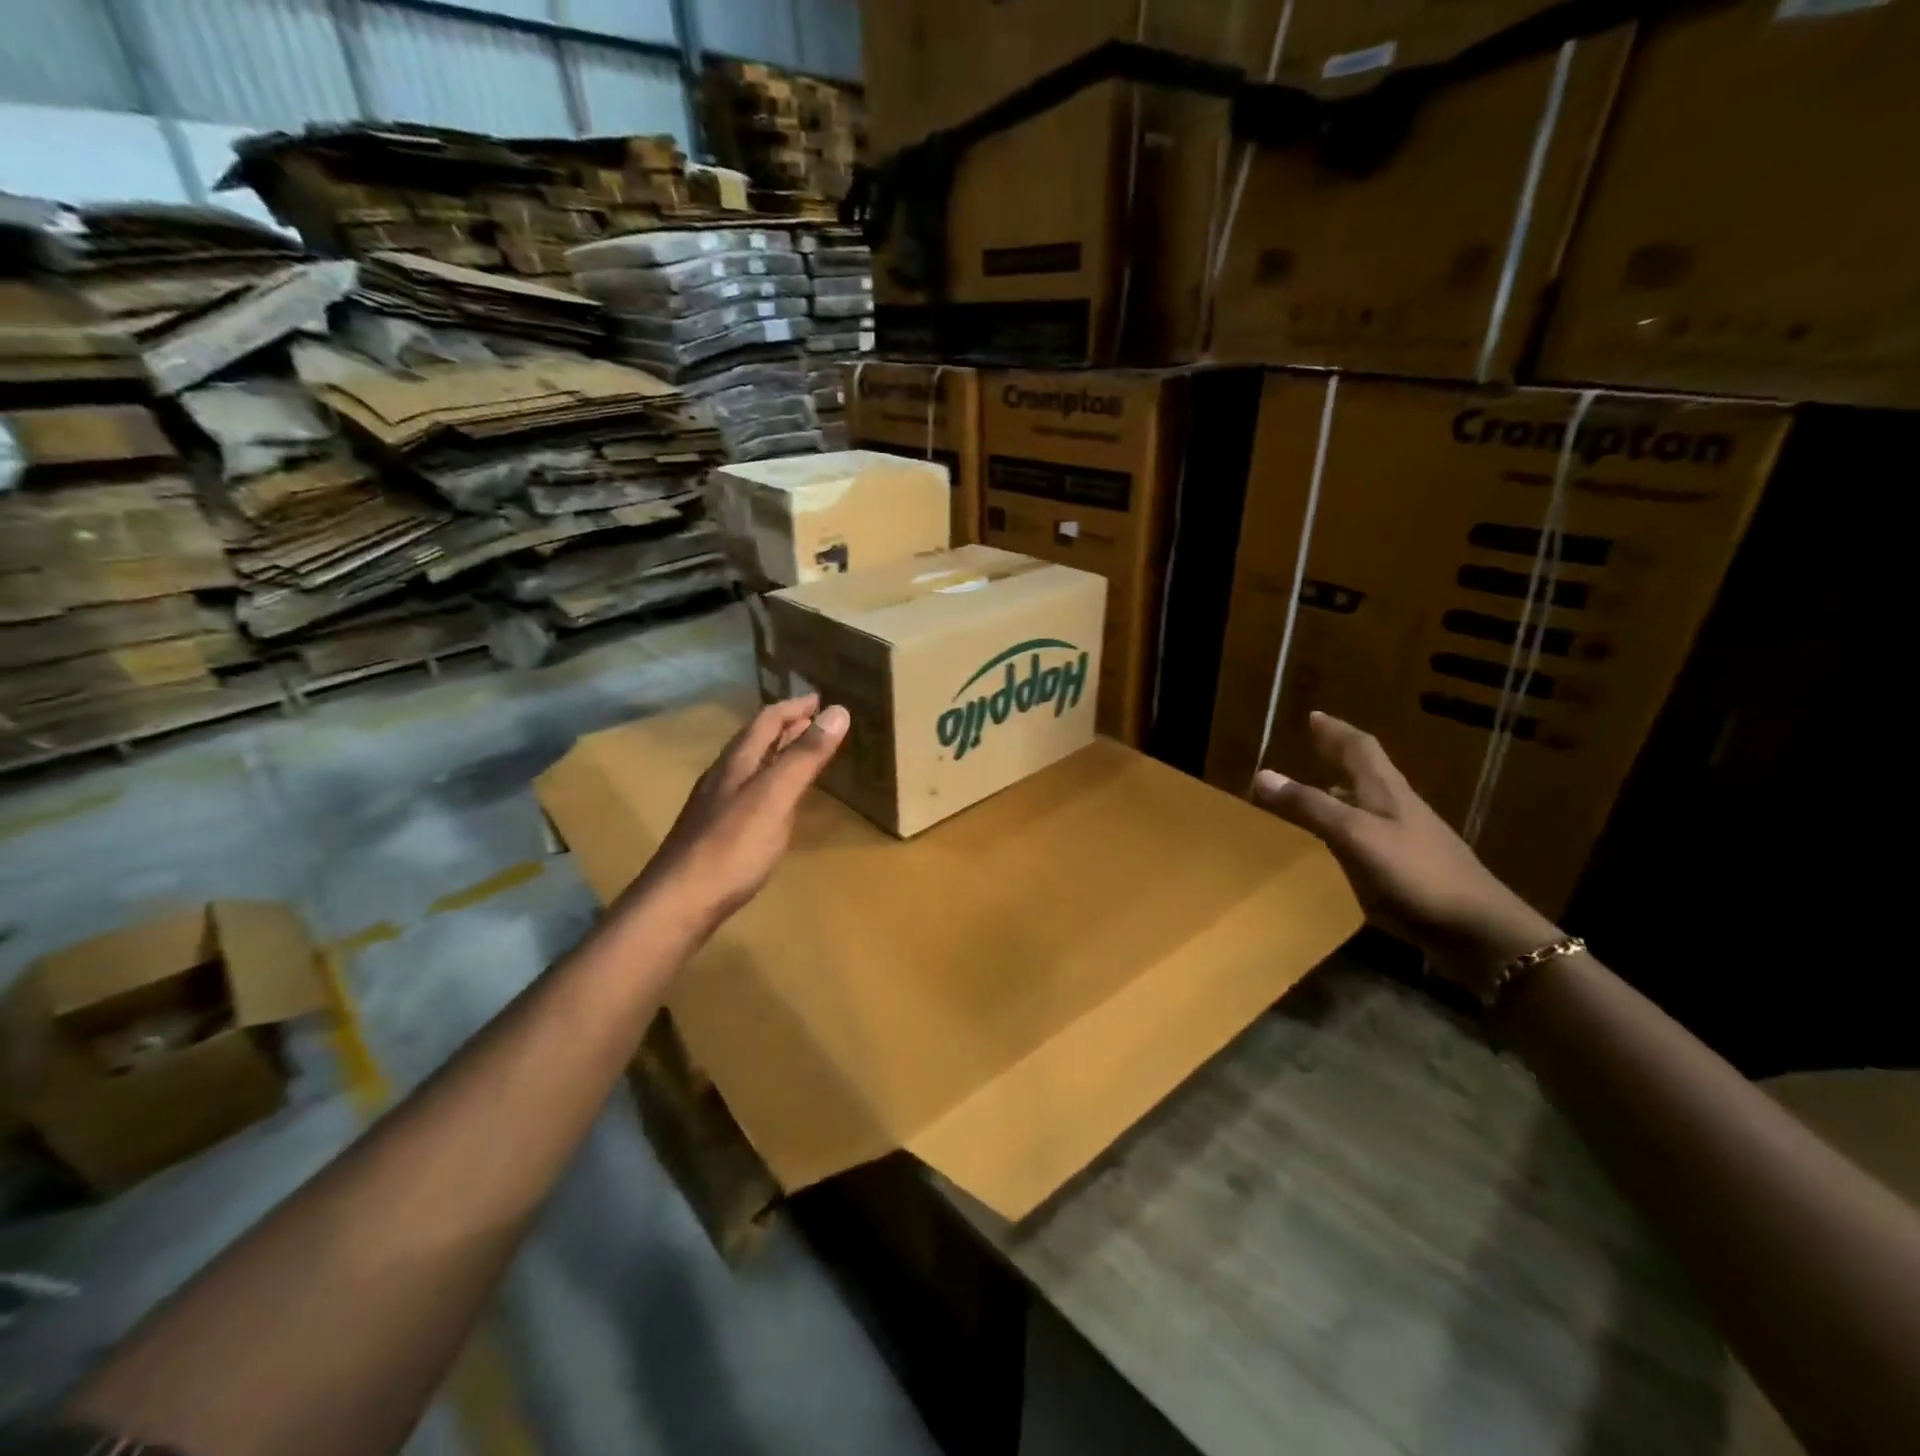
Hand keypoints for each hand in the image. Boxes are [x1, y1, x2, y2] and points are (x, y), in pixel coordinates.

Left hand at [632, 695, 848, 932]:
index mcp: (737, 762)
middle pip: (755, 741)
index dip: (795, 707)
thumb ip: (805, 756)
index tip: (821, 700)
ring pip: (749, 767)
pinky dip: (768, 784)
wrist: (678, 902)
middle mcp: (722, 777)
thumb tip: (837, 711)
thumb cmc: (732, 846)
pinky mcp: (713, 833)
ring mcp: (714, 806)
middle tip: (815, 722)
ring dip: (776, 754)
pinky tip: (775, 804)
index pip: (767, 721)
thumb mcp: (776, 796)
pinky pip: (746, 794)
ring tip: (800, 755)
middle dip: (786, 727)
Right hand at [1251, 711, 1559, 981]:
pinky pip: (1371, 836)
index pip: (1360, 748)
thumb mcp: (1353, 835)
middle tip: (1314, 746)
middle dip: (1340, 757)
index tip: (1315, 717)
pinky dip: (1350, 828)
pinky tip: (1339, 846)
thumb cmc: (1414, 873)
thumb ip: (1309, 806)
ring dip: (1344, 792)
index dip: (1336, 731)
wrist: (1477, 930)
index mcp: (1387, 792)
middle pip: (1368, 773)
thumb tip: (1263, 774)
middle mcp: (1398, 808)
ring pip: (1370, 804)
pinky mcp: (1411, 869)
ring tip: (1317, 792)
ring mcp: (1408, 840)